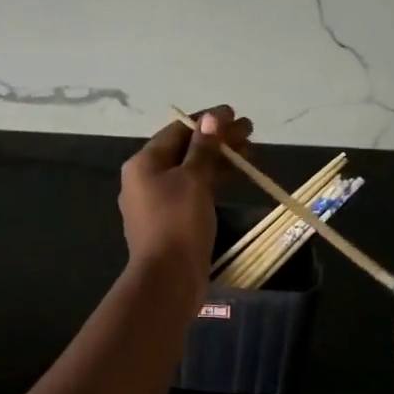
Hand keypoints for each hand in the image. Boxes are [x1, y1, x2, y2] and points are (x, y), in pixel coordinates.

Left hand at [119, 105, 252, 280]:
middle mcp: (145, 179)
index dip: (207, 120)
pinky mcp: (171, 222)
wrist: (168, 279)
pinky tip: (234, 176)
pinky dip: (213, 181)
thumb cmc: (178, 223)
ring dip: (219, 160)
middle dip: (218, 140)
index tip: (235, 114)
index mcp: (143, 163)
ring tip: (250, 152)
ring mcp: (157, 202)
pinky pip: (193, 191)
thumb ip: (204, 148)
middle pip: (185, 150)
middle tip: (250, 132)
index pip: (177, 131)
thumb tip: (211, 118)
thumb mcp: (193, 180)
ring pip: (191, 172)